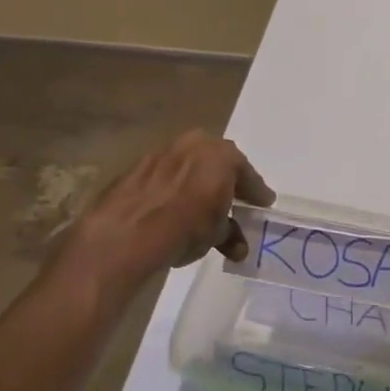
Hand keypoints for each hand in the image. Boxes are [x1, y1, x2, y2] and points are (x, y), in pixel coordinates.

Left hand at [65, 130, 273, 283]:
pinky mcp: (136, 166)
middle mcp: (195, 144)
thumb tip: (238, 246)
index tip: (263, 203)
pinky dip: (170, 188)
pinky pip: (164, 176)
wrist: (127, 233)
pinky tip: (170, 207)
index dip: (256, 192)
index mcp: (223, 155)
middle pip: (217, 163)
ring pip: (189, 165)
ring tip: (198, 206)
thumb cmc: (186, 227)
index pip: (248, 175)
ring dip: (196, 182)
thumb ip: (231, 233)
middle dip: (225, 181)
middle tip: (232, 200)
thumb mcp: (217, 234)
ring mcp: (163, 152)